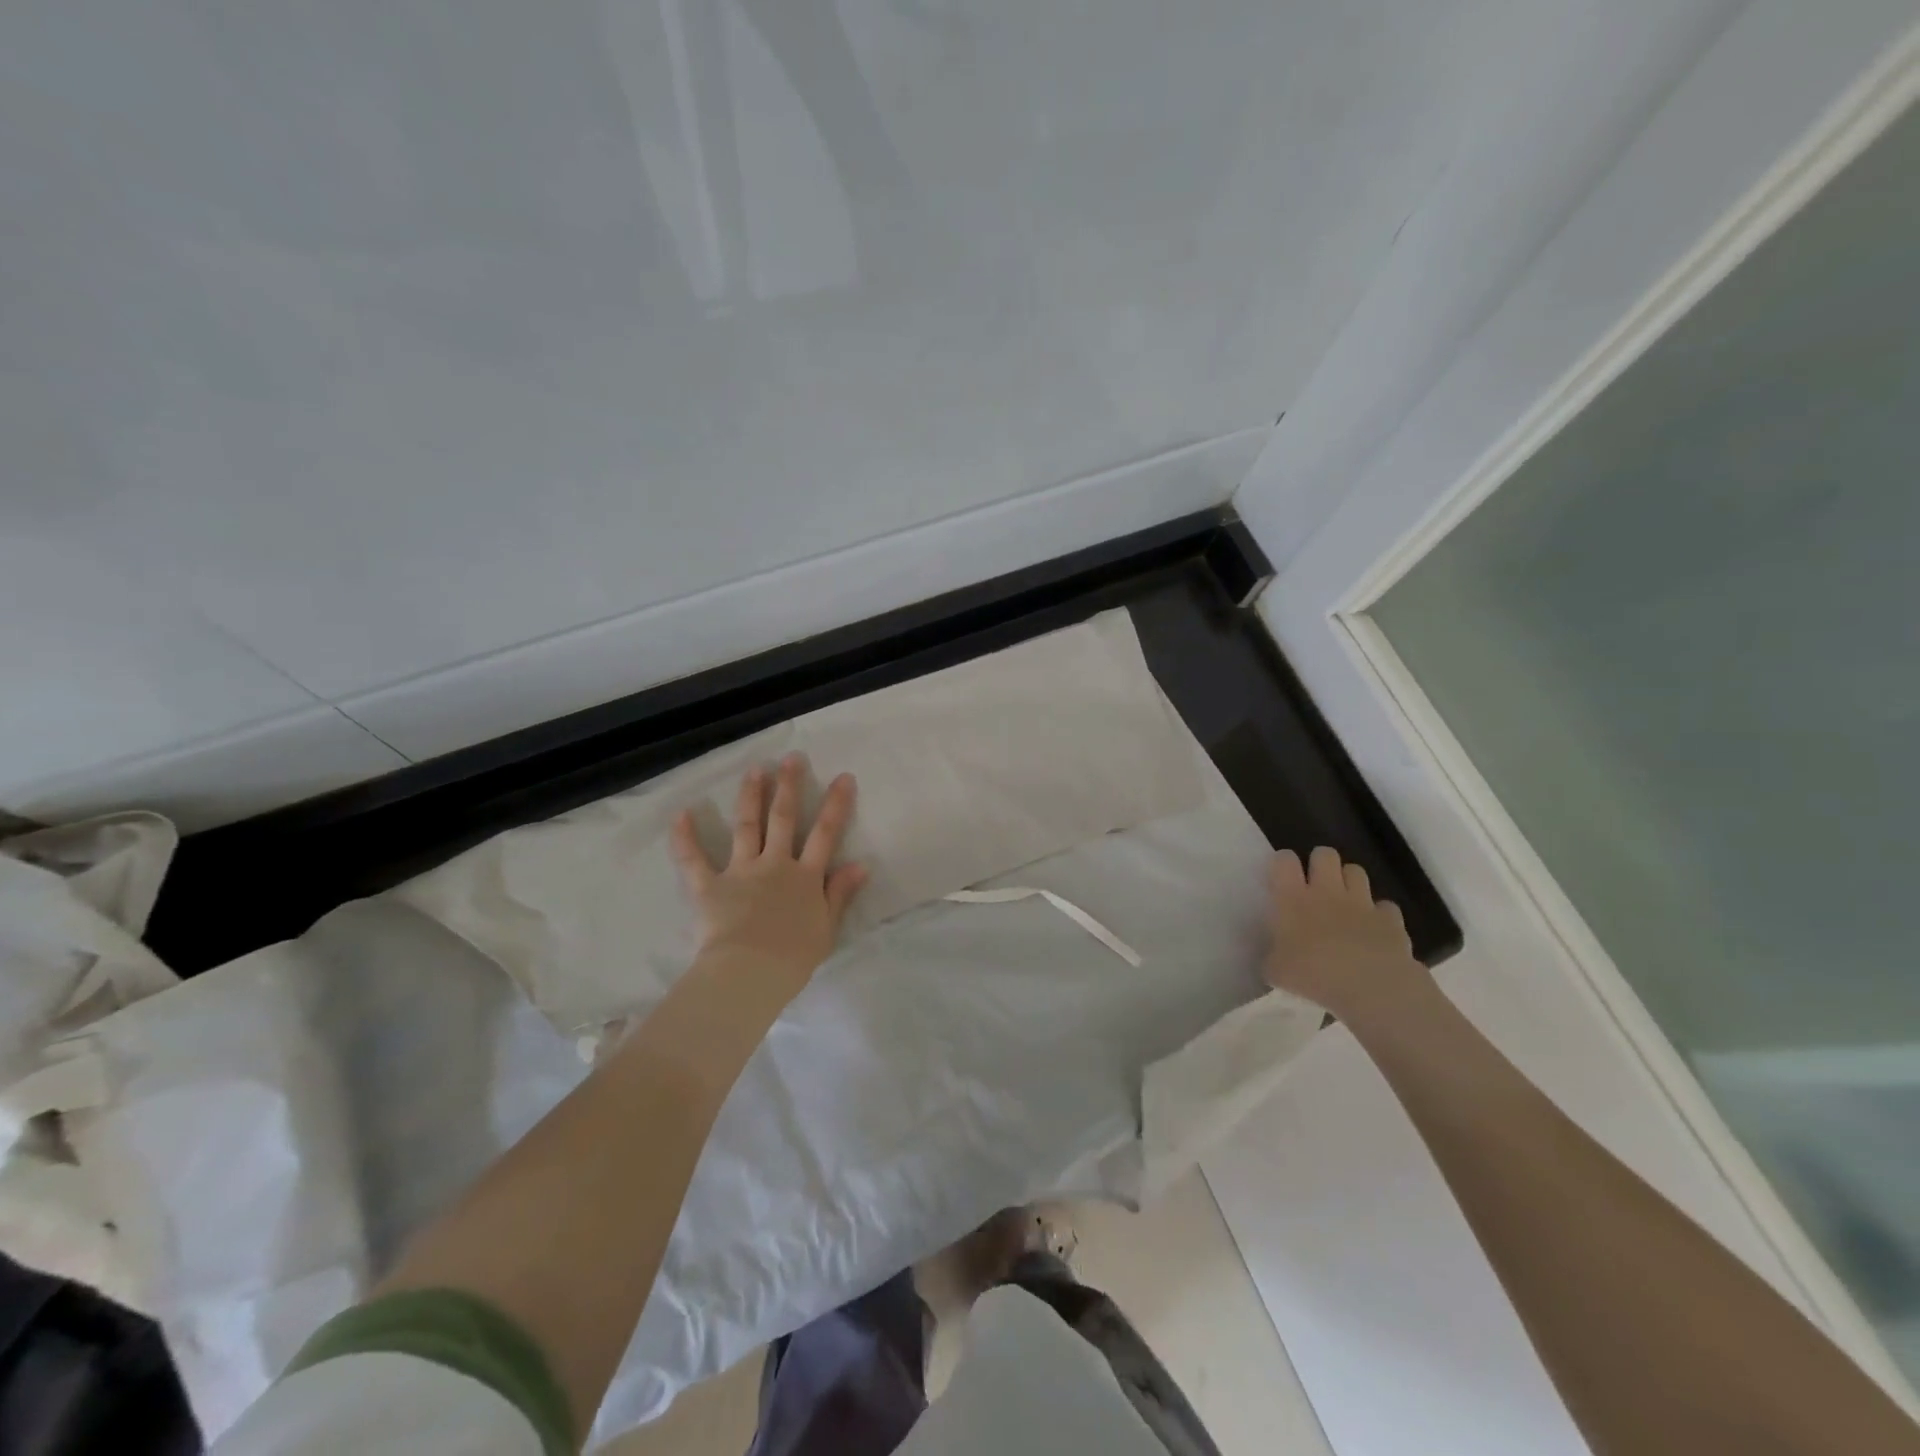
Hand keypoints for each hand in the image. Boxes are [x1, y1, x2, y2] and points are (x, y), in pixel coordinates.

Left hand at [670, 754, 867, 999]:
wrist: (750, 973)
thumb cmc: (793, 957)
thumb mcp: (826, 928)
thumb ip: (840, 893)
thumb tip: (861, 865)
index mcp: (805, 877)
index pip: (825, 833)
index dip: (836, 804)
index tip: (843, 777)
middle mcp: (775, 864)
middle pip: (783, 818)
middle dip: (789, 786)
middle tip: (791, 758)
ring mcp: (741, 871)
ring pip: (746, 825)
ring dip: (751, 795)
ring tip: (755, 769)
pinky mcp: (709, 886)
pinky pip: (693, 859)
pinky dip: (685, 837)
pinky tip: (681, 813)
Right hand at [1264, 847, 1428, 1023]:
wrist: (1371, 987)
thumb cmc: (1314, 974)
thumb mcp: (1275, 970)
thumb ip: (1272, 956)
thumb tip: (1273, 956)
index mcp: (1293, 898)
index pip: (1284, 860)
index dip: (1282, 863)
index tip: (1281, 878)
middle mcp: (1327, 891)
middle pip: (1325, 854)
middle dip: (1320, 863)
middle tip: (1315, 885)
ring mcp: (1362, 903)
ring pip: (1356, 871)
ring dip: (1350, 882)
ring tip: (1345, 902)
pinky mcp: (1390, 920)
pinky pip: (1385, 906)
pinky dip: (1379, 914)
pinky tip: (1374, 930)